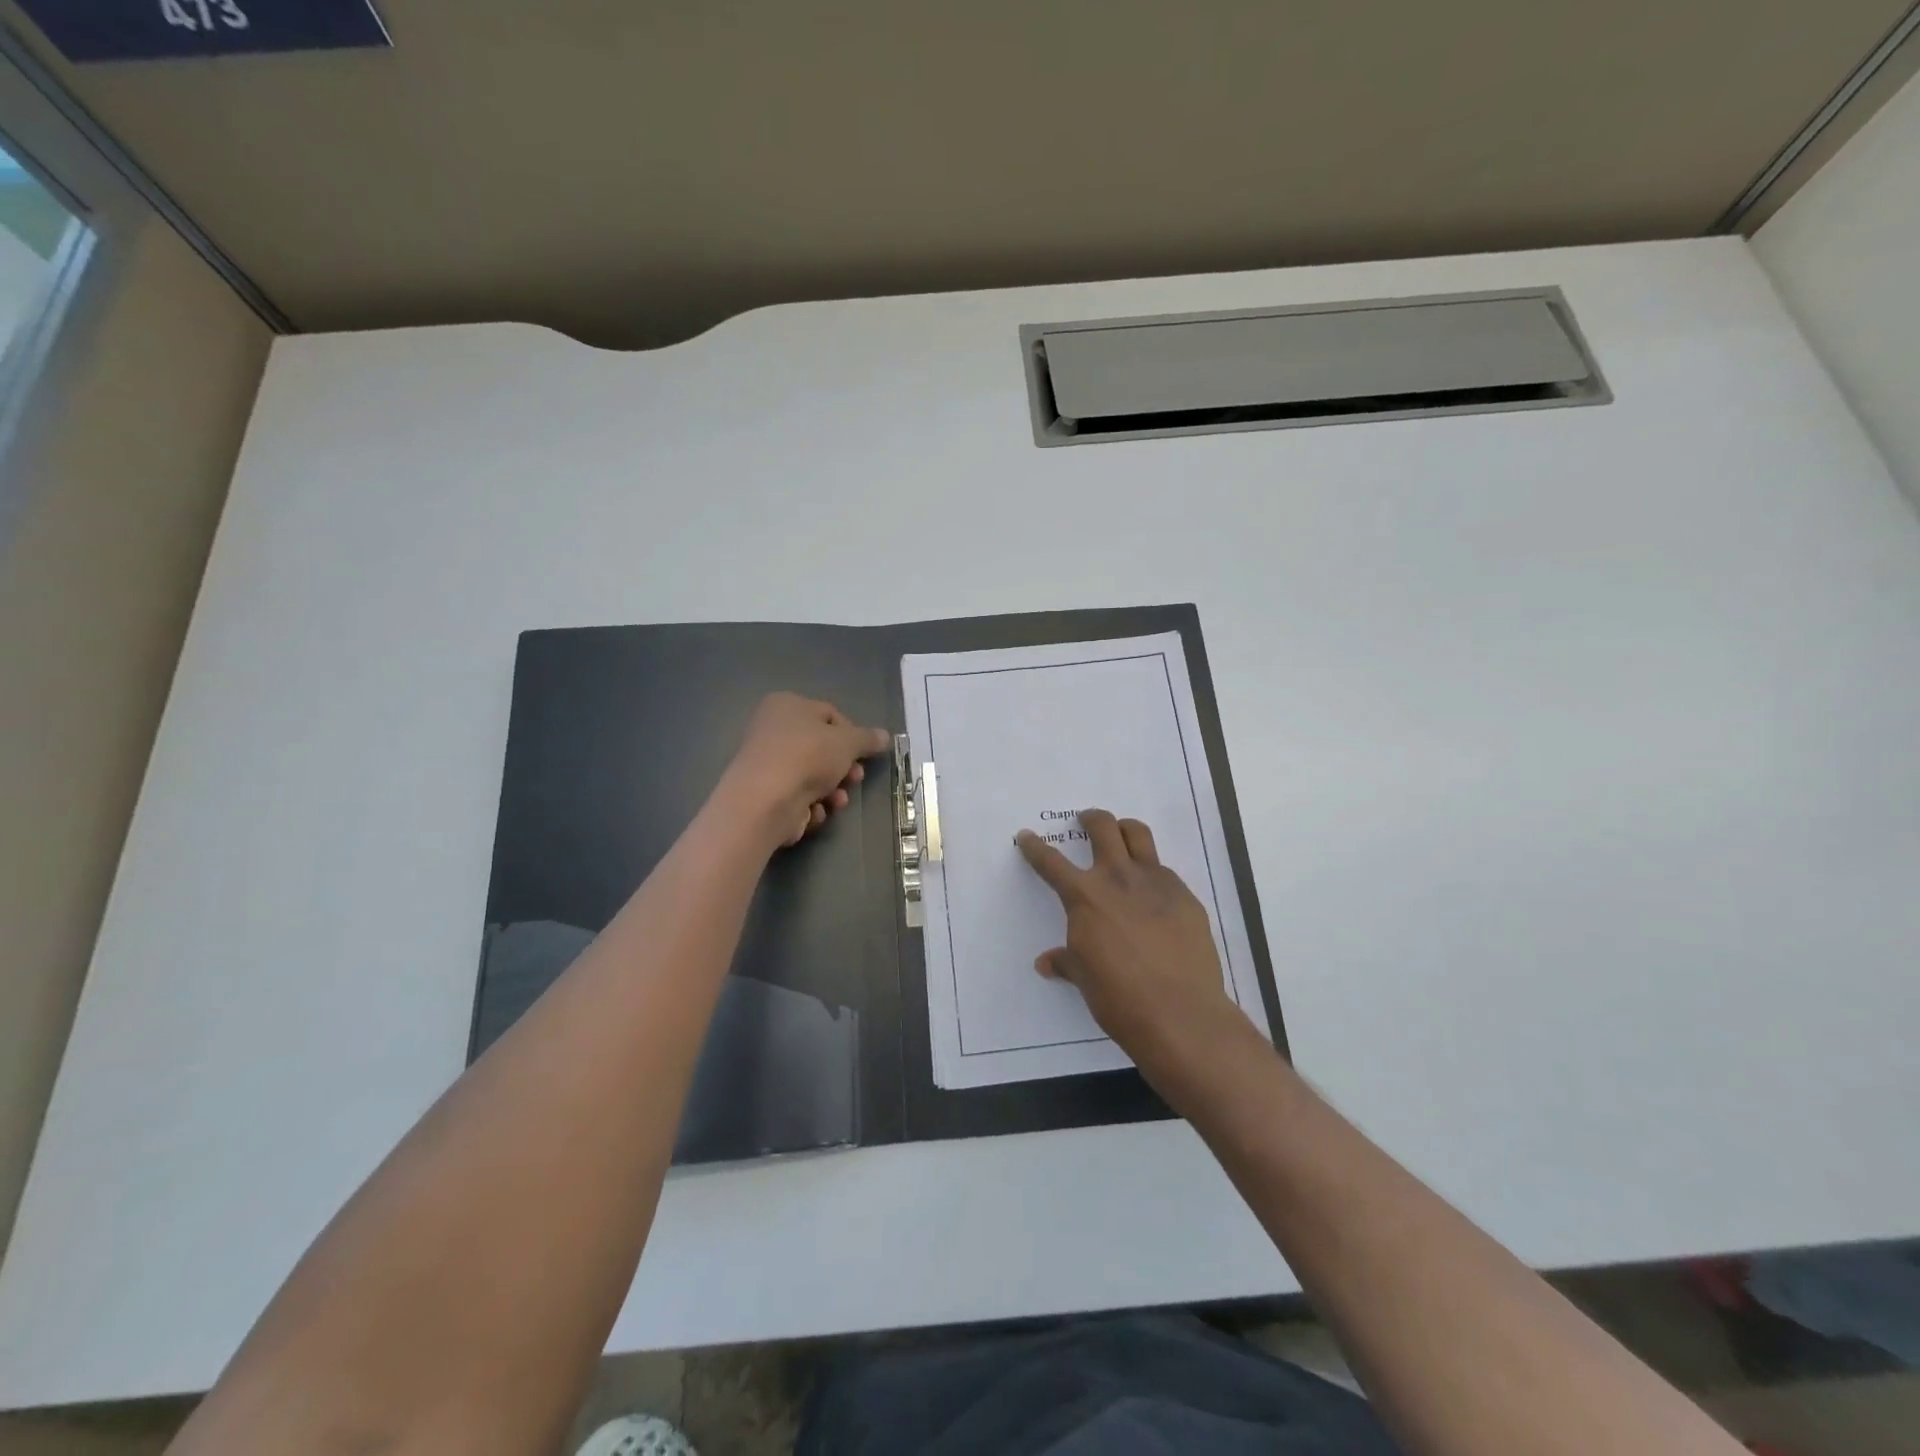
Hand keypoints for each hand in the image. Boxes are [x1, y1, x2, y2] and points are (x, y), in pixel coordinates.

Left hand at [714, 693, 890, 849]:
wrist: (765, 801)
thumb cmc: (808, 757)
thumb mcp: (848, 742)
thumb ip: (868, 739)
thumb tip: (885, 736)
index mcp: (787, 705)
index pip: (830, 714)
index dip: (853, 736)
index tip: (865, 754)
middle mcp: (772, 730)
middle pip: (822, 748)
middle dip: (844, 768)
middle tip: (856, 779)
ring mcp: (767, 763)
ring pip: (812, 775)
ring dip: (832, 790)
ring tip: (838, 802)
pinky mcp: (765, 793)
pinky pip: (796, 796)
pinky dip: (810, 805)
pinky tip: (814, 811)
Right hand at [1016, 809, 1249, 1088]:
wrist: (1180, 1012)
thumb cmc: (1119, 997)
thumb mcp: (1084, 977)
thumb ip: (1067, 962)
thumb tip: (1047, 963)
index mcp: (1085, 896)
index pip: (1051, 862)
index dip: (1035, 848)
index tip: (1027, 836)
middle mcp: (1118, 878)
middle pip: (1103, 827)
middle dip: (1091, 819)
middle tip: (1087, 821)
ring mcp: (1156, 882)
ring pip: (1139, 834)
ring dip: (1125, 830)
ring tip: (1122, 836)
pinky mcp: (1185, 896)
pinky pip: (1165, 872)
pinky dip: (1153, 874)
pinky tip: (1154, 896)